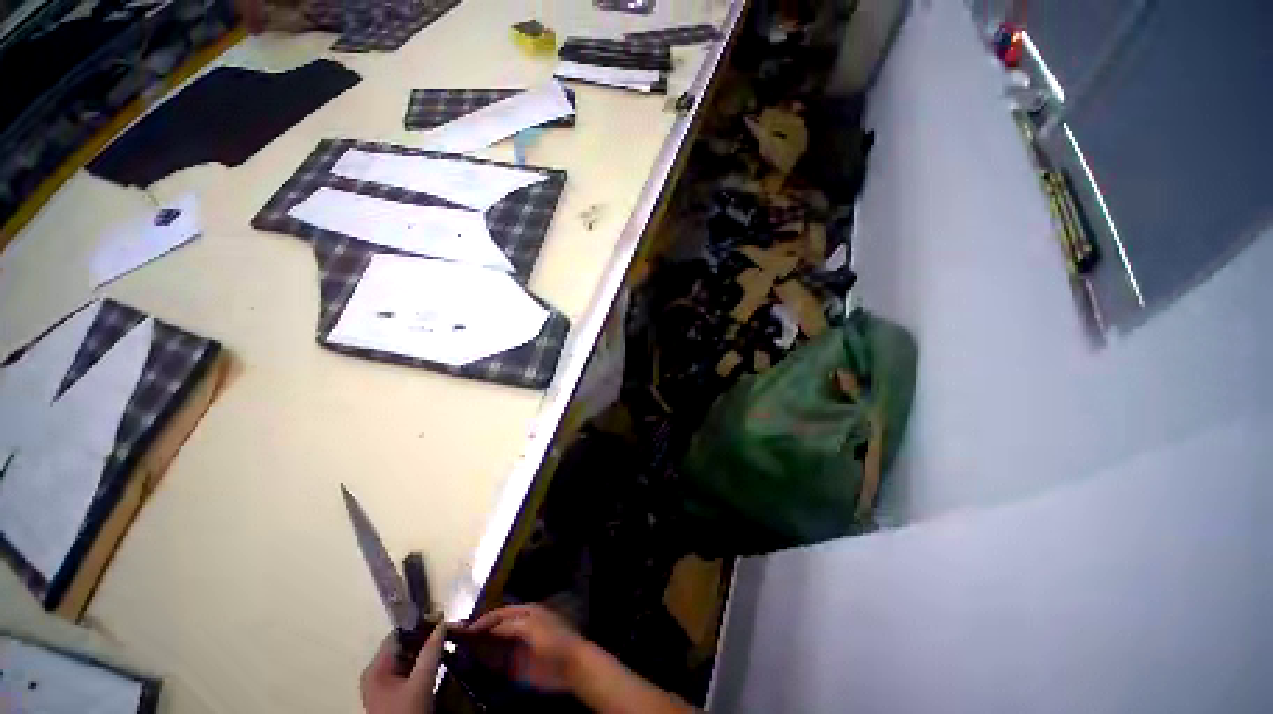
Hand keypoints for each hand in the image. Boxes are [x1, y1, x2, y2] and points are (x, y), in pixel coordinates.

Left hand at [361, 624, 445, 713]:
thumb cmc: (406, 713)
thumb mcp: (421, 683)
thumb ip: (430, 653)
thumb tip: (442, 624)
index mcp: (375, 668)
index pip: (398, 635)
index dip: (420, 625)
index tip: (442, 619)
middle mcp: (376, 673)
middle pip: (402, 646)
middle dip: (425, 638)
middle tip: (448, 631)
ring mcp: (384, 684)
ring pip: (407, 658)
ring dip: (425, 651)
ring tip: (446, 643)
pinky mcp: (392, 693)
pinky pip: (408, 670)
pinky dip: (422, 664)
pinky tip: (437, 661)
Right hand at [457, 604, 586, 691]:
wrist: (570, 666)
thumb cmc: (553, 640)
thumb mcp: (530, 628)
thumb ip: (508, 626)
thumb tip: (484, 627)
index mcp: (524, 613)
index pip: (497, 614)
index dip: (481, 621)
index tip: (461, 630)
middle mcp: (517, 627)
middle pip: (492, 628)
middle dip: (475, 633)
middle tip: (453, 640)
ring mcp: (515, 647)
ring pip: (491, 645)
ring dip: (476, 647)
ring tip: (457, 650)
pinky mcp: (514, 665)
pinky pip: (495, 662)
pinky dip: (484, 661)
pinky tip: (472, 663)